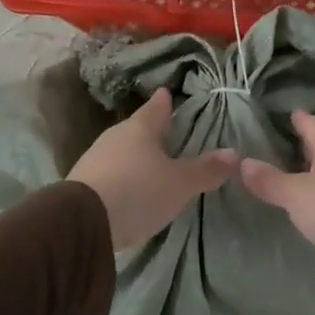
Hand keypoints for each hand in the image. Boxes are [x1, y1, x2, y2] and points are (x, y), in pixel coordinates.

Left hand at [68, 88, 236, 251]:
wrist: (81, 222)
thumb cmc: (138, 191)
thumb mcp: (180, 184)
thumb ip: (206, 170)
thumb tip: (233, 154)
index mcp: (140, 128)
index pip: (156, 108)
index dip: (164, 102)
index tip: (167, 93)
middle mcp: (115, 137)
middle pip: (136, 129)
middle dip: (150, 131)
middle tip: (165, 132)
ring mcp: (94, 158)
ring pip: (121, 150)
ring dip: (134, 155)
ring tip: (149, 163)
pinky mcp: (82, 183)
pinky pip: (109, 171)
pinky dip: (121, 175)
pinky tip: (128, 188)